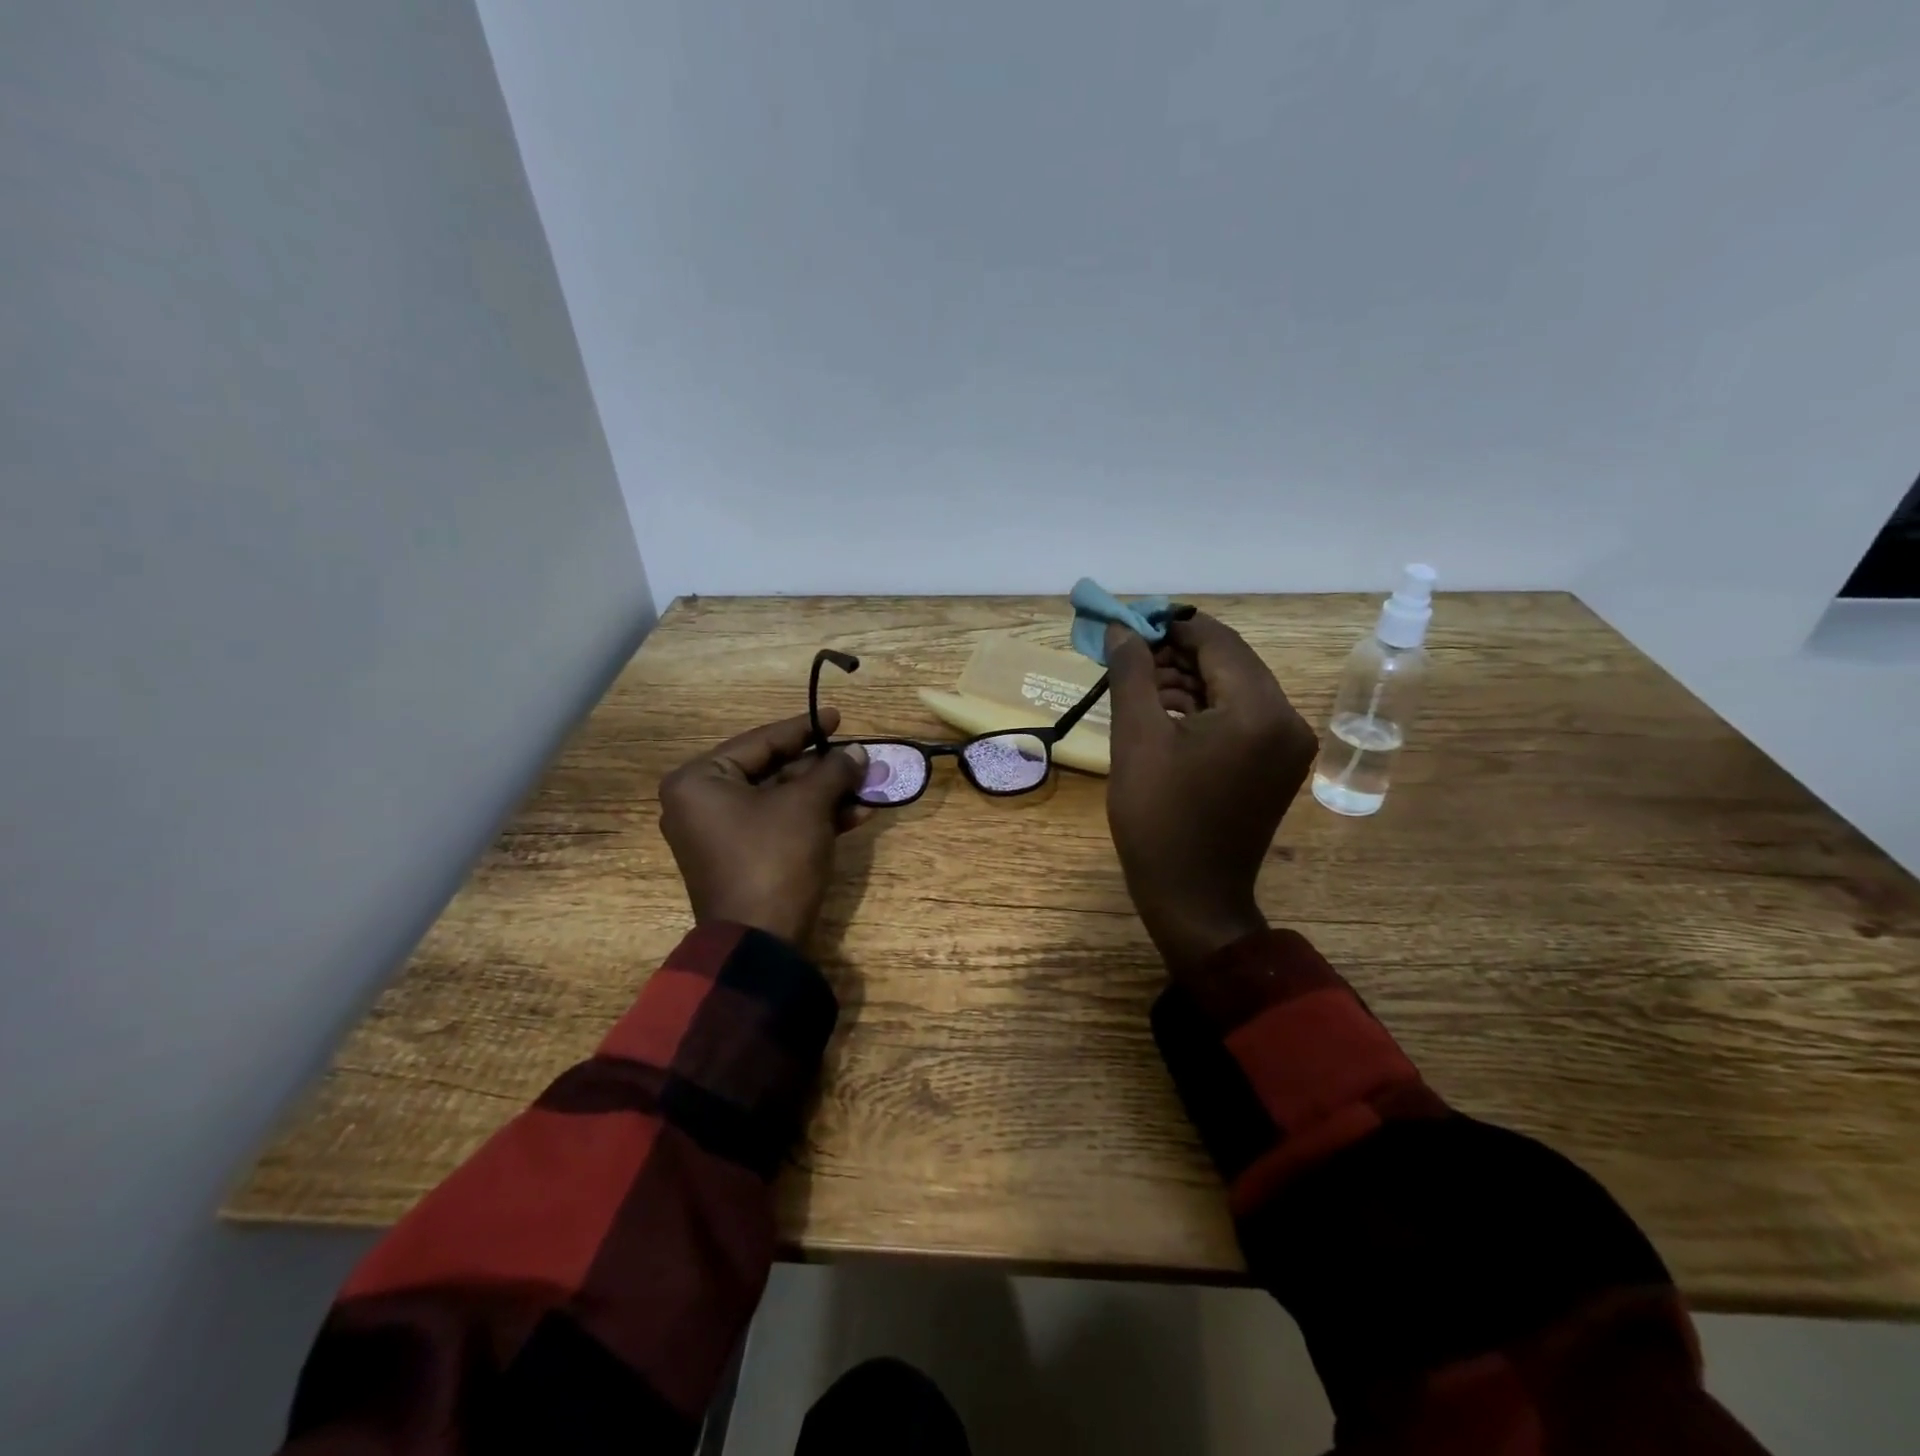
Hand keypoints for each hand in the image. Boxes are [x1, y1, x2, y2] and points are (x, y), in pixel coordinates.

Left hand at [658, 710, 870, 947]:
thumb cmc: (773, 859)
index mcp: (700, 781)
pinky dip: (814, 819)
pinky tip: (856, 815)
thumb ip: (832, 770)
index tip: (839, 717)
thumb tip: (857, 751)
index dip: (804, 728)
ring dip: (825, 794)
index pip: (760, 741)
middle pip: (772, 770)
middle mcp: (702, 803)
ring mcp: (721, 835)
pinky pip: (779, 825)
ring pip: (781, 800)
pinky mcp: (742, 859)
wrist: (760, 944)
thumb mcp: (807, 806)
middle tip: (858, 756)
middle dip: (822, 767)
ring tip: (867, 785)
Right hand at [1104, 613, 1317, 978]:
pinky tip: (1163, 711)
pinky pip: (1239, 717)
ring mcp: (1286, 744)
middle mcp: (1287, 719)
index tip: (1129, 622)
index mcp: (1259, 711)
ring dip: (1187, 680)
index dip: (1171, 625)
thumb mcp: (1136, 739)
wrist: (1192, 897)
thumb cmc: (1159, 818)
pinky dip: (1203, 708)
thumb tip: (1120, 629)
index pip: (1217, 641)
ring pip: (1233, 688)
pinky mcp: (1276, 764)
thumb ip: (1131, 673)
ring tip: (1137, 683)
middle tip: (1128, 654)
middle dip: (1177, 653)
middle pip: (1229, 662)